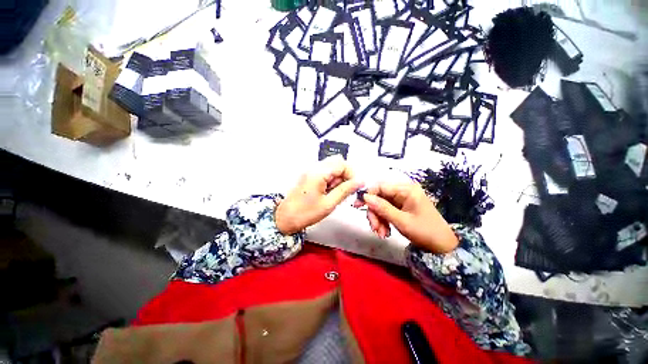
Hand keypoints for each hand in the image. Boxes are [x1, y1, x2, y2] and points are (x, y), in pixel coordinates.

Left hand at [276, 155, 363, 234]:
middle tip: (342, 191)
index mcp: (318, 173)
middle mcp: (313, 168)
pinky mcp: (309, 176)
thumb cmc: (304, 213)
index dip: (351, 174)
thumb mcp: (329, 204)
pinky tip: (327, 193)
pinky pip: (325, 173)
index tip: (352, 187)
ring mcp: (310, 171)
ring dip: (337, 179)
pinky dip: (330, 180)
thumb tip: (359, 182)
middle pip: (337, 162)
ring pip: (331, 167)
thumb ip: (345, 190)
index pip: (342, 163)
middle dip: (344, 175)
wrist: (284, 218)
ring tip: (333, 194)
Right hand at [354, 182, 458, 253]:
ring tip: (381, 234)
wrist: (443, 246)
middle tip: (374, 229)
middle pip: (380, 197)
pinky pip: (386, 210)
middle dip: (375, 213)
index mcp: (406, 190)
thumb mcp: (402, 221)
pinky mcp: (401, 207)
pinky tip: (385, 232)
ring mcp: (402, 199)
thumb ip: (382, 208)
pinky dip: (383, 221)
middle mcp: (403, 191)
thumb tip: (365, 197)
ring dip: (378, 219)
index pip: (380, 186)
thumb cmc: (425, 232)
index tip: (358, 206)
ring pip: (381, 205)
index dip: (368, 195)